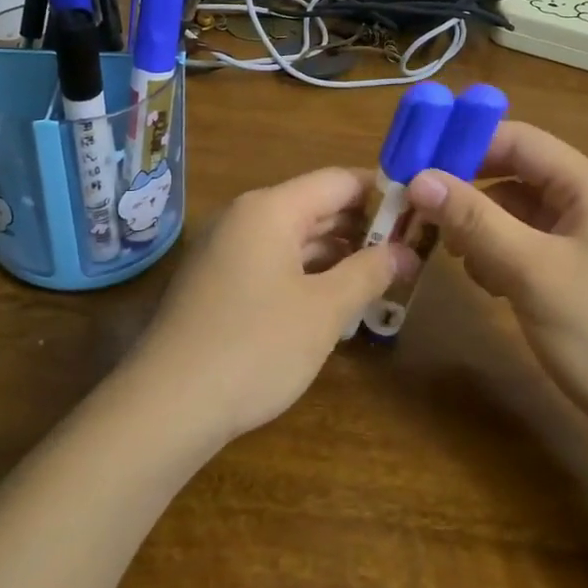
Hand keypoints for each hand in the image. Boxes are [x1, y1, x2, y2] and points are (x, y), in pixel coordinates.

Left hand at [127, 168, 417, 444]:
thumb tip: (405, 251)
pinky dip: (307, 274)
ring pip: (295, 238)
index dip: (383, 193)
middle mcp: (245, 218)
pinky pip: (273, 263)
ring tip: (382, 278)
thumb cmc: (255, 347)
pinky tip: (334, 301)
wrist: (166, 406)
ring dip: (338, 255)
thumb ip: (368, 272)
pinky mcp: (217, 283)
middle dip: (363, 228)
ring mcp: (226, 250)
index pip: (338, 181)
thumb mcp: (324, 310)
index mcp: (270, 208)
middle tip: (410, 252)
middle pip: (316, 207)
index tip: (420, 214)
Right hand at [406, 122, 587, 427]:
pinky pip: (527, 247)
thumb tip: (419, 179)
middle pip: (516, 175)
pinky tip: (487, 284)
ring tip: (455, 256)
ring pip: (517, 214)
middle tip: (423, 213)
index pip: (519, 140)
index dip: (466, 144)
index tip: (416, 163)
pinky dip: (499, 256)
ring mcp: (585, 242)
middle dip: (469, 191)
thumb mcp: (532, 271)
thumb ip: (475, 220)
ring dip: (481, 227)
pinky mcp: (578, 276)